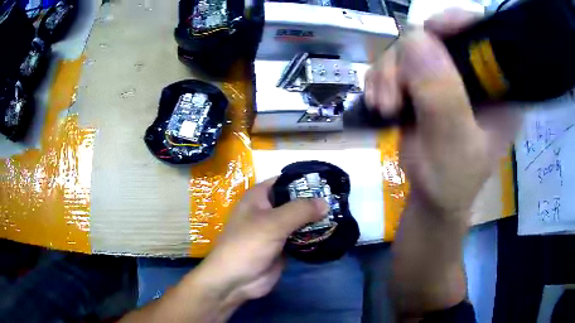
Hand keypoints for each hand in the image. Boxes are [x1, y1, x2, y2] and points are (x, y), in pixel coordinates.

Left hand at [194, 178, 328, 304]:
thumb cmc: (248, 245)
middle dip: (315, 202)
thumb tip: (326, 202)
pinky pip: (301, 237)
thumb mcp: (273, 223)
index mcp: (259, 197)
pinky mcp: (283, 247)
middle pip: (295, 201)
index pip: (285, 181)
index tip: (329, 183)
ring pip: (300, 220)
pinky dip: (313, 236)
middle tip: (340, 201)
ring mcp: (276, 230)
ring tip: (341, 215)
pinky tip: (332, 233)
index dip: (305, 181)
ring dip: (316, 220)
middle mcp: (268, 210)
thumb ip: (300, 210)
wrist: (236, 281)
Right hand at [365, 9, 520, 217]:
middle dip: (409, 58)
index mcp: (500, 86)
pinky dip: (382, 78)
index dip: (458, 22)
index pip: (485, 34)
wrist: (431, 197)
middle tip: (394, 92)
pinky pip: (396, 61)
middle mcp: (476, 73)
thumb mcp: (455, 143)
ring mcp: (448, 75)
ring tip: (385, 105)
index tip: (431, 31)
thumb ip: (443, 96)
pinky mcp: (425, 81)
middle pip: (439, 35)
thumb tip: (416, 38)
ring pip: (411, 47)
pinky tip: (380, 102)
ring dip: (389, 73)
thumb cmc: (453, 180)